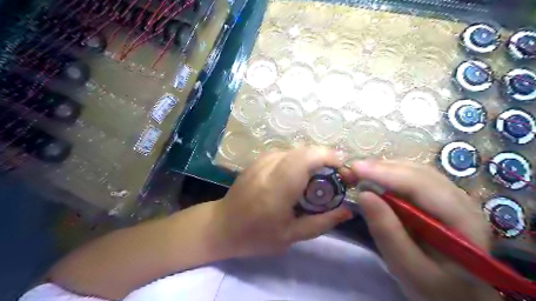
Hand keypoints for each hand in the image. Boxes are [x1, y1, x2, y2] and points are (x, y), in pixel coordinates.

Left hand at [216, 146, 354, 257]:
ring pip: (296, 149)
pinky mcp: (258, 159)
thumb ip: (322, 222)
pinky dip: (300, 160)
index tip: (343, 171)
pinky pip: (286, 153)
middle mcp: (269, 167)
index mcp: (277, 187)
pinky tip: (300, 176)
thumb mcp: (292, 236)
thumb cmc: (256, 236)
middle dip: (325, 158)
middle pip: (304, 150)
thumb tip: (347, 211)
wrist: (222, 225)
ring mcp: (262, 160)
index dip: (329, 157)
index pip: (306, 158)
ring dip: (313, 159)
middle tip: (336, 177)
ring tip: (320, 178)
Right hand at [347, 161, 497, 300]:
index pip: (422, 185)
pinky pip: (413, 178)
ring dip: (385, 168)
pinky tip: (375, 179)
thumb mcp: (408, 268)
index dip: (386, 173)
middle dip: (382, 168)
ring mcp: (451, 197)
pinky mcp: (438, 199)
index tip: (355, 169)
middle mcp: (461, 201)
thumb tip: (364, 194)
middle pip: (419, 172)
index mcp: (462, 221)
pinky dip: (390, 175)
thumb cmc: (436, 289)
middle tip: (351, 170)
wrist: (458, 295)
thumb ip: (387, 233)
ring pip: (416, 171)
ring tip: (359, 172)